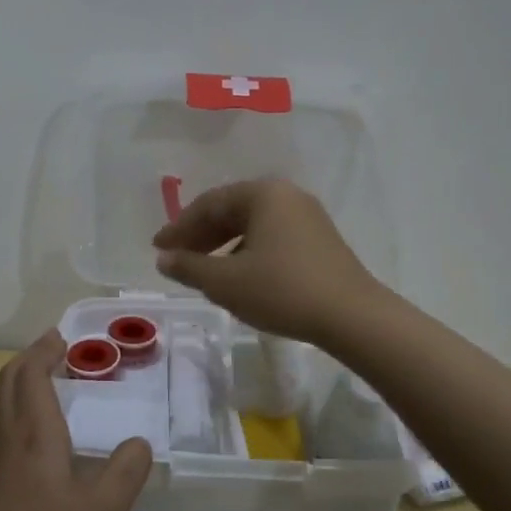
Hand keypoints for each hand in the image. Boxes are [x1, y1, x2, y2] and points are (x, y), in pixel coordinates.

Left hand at [0, 330, 153, 510]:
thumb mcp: (102, 510)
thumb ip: (126, 472)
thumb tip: (141, 442)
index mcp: (36, 434)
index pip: (33, 375)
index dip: (45, 351)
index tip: (61, 338)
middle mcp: (7, 438)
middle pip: (9, 381)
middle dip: (29, 357)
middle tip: (52, 348)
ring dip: (17, 383)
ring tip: (40, 383)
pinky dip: (11, 411)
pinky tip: (26, 438)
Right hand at [152, 179, 382, 344]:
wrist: (352, 316)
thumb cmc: (282, 290)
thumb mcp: (226, 282)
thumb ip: (189, 267)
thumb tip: (164, 258)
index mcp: (263, 193)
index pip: (209, 204)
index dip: (179, 227)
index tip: (158, 248)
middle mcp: (287, 196)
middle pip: (232, 211)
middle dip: (200, 235)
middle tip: (176, 259)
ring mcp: (307, 217)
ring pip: (253, 226)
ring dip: (223, 246)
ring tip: (203, 272)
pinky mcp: (320, 241)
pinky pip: (272, 237)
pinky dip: (247, 252)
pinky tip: (239, 277)